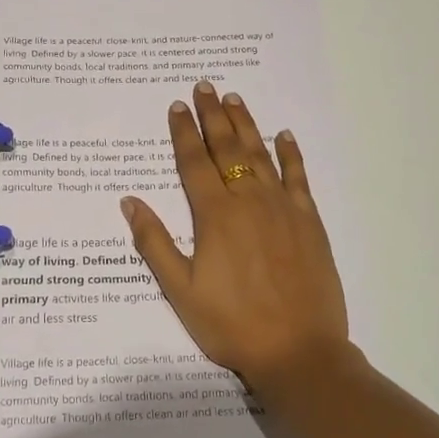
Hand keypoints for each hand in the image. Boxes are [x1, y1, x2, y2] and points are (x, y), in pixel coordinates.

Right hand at [121, 82, 348, 392]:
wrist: (298, 351)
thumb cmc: (231, 325)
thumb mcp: (180, 290)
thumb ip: (154, 243)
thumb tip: (129, 202)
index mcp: (215, 215)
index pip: (193, 162)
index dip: (183, 133)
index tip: (177, 106)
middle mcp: (248, 201)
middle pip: (227, 148)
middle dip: (214, 116)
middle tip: (205, 87)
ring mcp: (283, 208)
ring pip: (261, 155)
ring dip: (246, 125)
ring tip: (235, 99)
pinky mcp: (309, 222)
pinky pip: (298, 178)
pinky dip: (290, 154)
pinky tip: (284, 136)